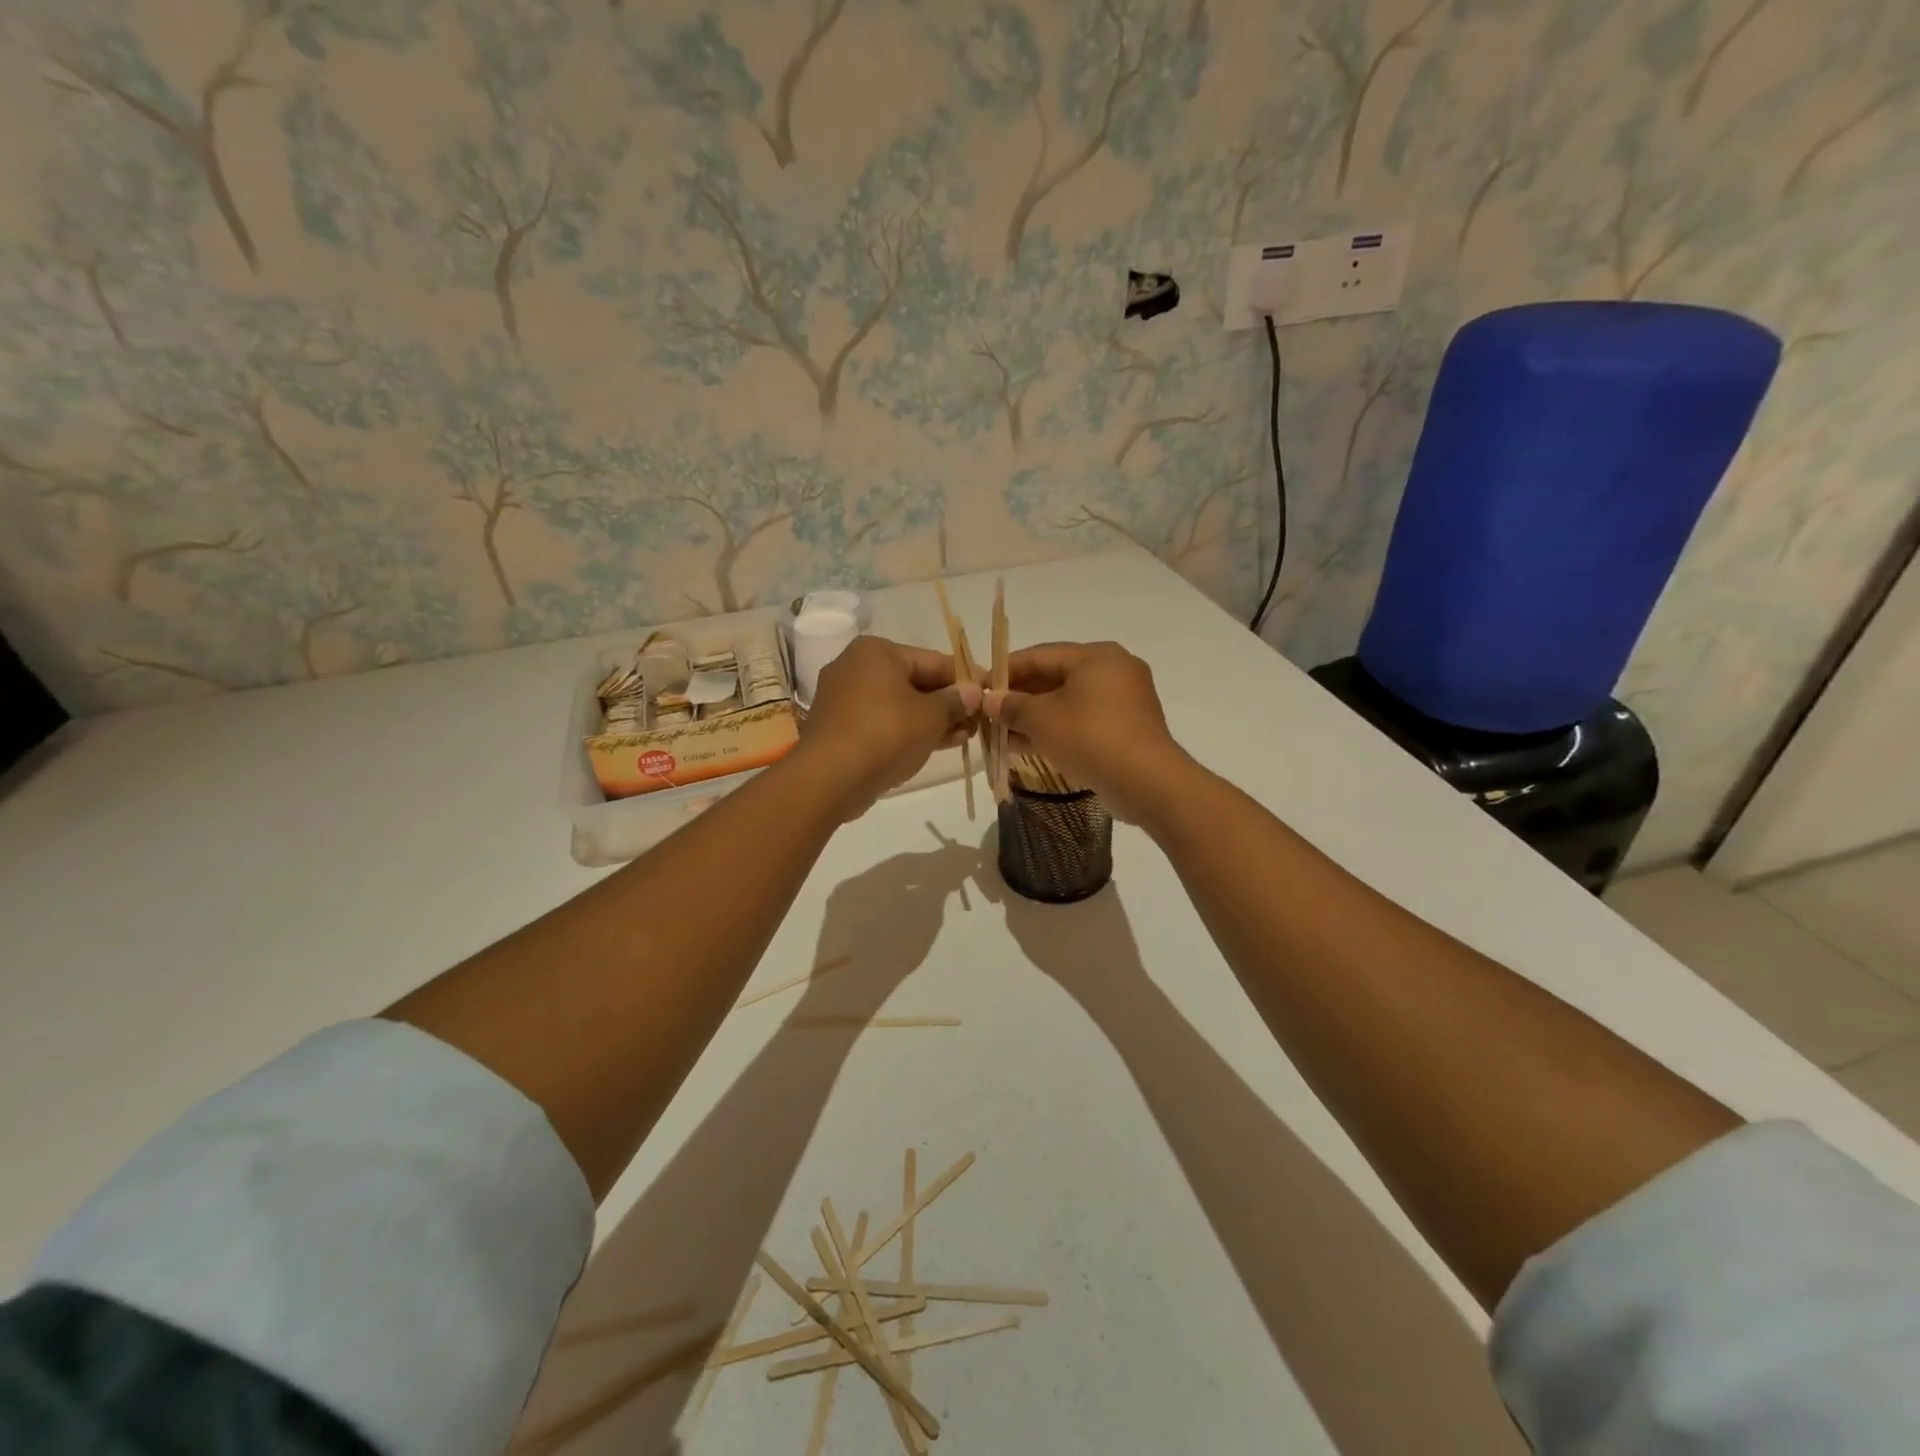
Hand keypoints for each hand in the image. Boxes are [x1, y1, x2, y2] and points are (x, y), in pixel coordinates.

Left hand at [796, 635, 980, 815]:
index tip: (990, 693)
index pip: (933, 660)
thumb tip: (973, 692)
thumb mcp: (930, 716)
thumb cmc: (885, 734)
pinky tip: (936, 744)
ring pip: (899, 704)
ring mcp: (844, 698)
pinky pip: (883, 722)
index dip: (966, 678)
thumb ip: (955, 701)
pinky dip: (908, 730)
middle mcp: (856, 667)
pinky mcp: (839, 727)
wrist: (830, 778)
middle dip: (948, 702)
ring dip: (932, 719)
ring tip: (965, 735)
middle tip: (978, 720)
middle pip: (915, 681)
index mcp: (877, 652)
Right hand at [984, 641, 1192, 823]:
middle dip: (1020, 696)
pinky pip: (1082, 721)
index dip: (1007, 669)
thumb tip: (990, 701)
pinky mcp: (1125, 729)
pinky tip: (1025, 746)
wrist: (1146, 782)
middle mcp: (1113, 671)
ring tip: (1000, 732)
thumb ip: (1012, 706)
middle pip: (1055, 677)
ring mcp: (1123, 701)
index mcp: (1096, 656)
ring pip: (1067, 702)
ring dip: (1034, 716)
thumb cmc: (1090, 737)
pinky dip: (1055, 729)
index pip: (1041, 654)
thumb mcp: (1041, 719)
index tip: (980, 686)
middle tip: (989, 712)